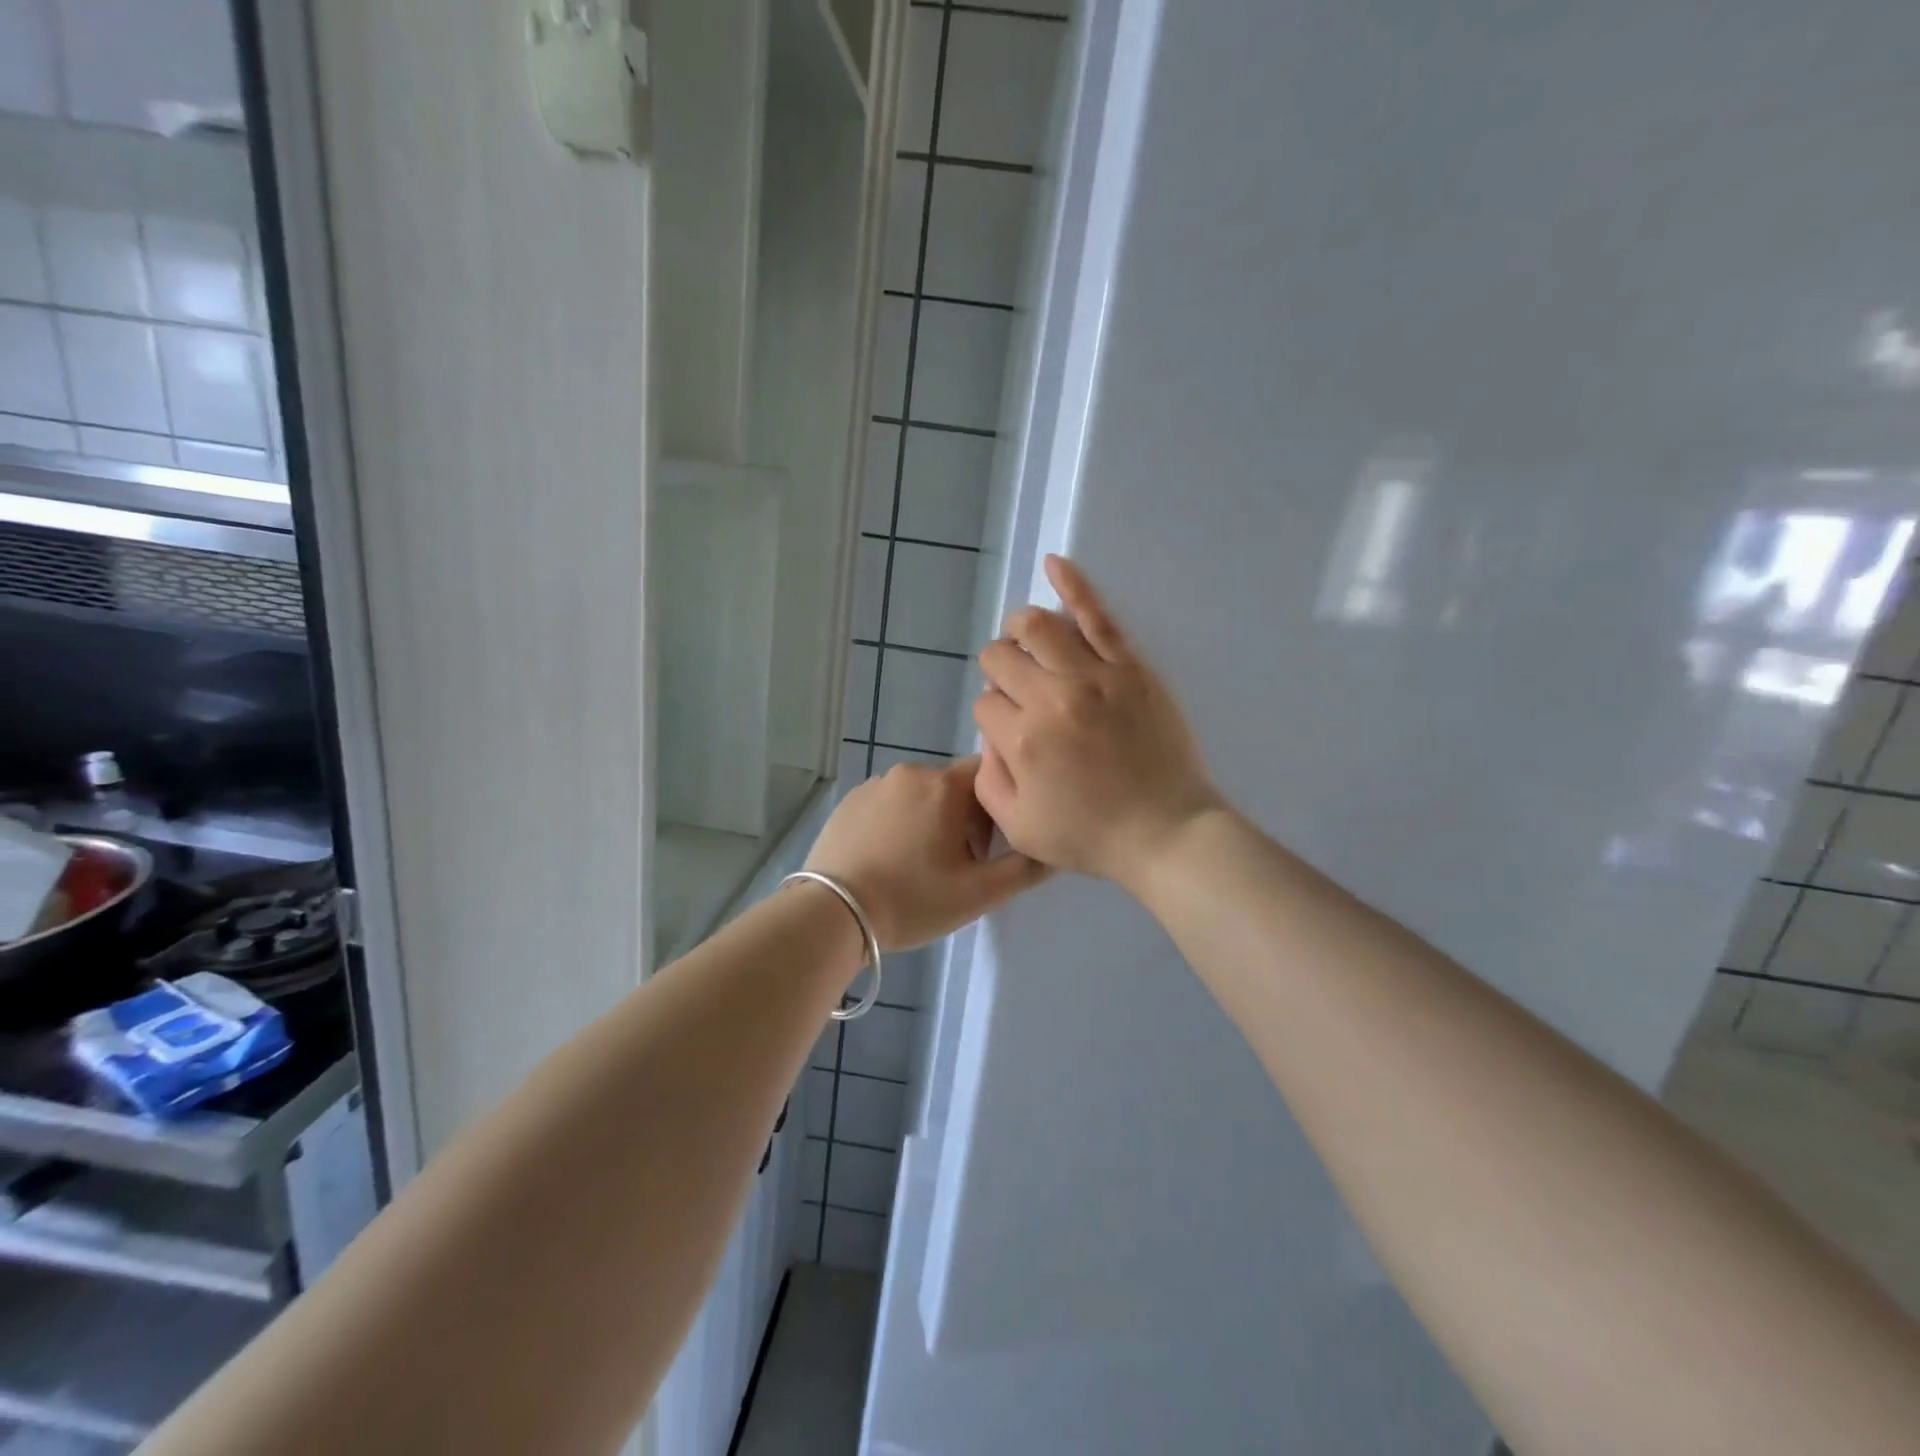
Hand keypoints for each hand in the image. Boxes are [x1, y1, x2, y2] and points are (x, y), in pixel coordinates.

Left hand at [805, 757, 1049, 949]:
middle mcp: (911, 772)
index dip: (998, 807)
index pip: (989, 775)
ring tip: (920, 867)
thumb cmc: (912, 900)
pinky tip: (889, 860)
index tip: (990, 845)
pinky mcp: (849, 801)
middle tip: (957, 866)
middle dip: (964, 818)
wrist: (832, 913)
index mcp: (945, 785)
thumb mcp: (979, 893)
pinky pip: (889, 804)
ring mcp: (874, 785)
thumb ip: (1025, 868)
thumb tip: (1054, 846)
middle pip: (955, 787)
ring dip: (930, 820)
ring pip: (920, 795)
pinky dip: (898, 823)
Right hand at [973, 555, 1225, 891]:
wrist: (1167, 833)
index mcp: (1021, 740)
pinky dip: (1073, 583)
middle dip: (999, 671)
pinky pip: (1097, 614)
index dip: (993, 716)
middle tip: (1018, 693)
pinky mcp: (1130, 666)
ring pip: (1037, 625)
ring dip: (1019, 629)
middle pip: (1001, 658)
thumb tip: (991, 733)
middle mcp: (1051, 698)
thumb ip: (989, 778)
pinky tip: (1055, 563)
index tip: (1013, 733)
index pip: (985, 703)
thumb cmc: (1091, 837)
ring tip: (1026, 642)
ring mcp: (1094, 676)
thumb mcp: (1019, 828)